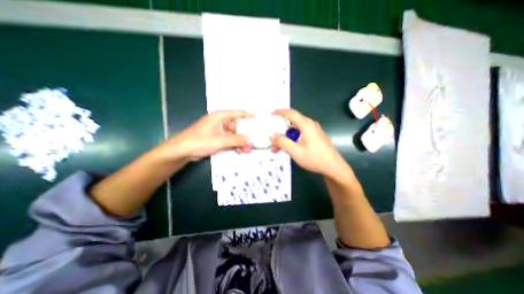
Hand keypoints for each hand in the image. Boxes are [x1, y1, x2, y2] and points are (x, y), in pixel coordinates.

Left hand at [157, 110, 252, 161]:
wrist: (181, 151)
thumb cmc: (200, 141)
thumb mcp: (221, 140)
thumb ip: (237, 140)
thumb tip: (251, 141)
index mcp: (221, 116)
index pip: (240, 113)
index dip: (251, 116)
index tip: (261, 121)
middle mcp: (221, 121)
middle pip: (238, 125)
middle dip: (247, 133)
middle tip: (255, 141)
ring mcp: (219, 130)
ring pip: (235, 134)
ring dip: (241, 141)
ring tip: (248, 149)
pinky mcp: (217, 137)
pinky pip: (229, 139)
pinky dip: (235, 144)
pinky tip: (239, 150)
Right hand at [271, 108, 351, 180]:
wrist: (333, 167)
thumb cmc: (315, 158)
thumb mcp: (295, 151)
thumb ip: (282, 142)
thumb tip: (271, 134)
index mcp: (306, 125)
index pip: (290, 113)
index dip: (279, 112)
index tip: (270, 115)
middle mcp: (310, 124)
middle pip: (292, 121)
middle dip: (280, 128)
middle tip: (272, 135)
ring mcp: (313, 130)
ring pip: (295, 129)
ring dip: (286, 136)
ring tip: (277, 147)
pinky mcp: (315, 136)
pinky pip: (300, 134)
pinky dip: (292, 139)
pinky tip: (288, 148)